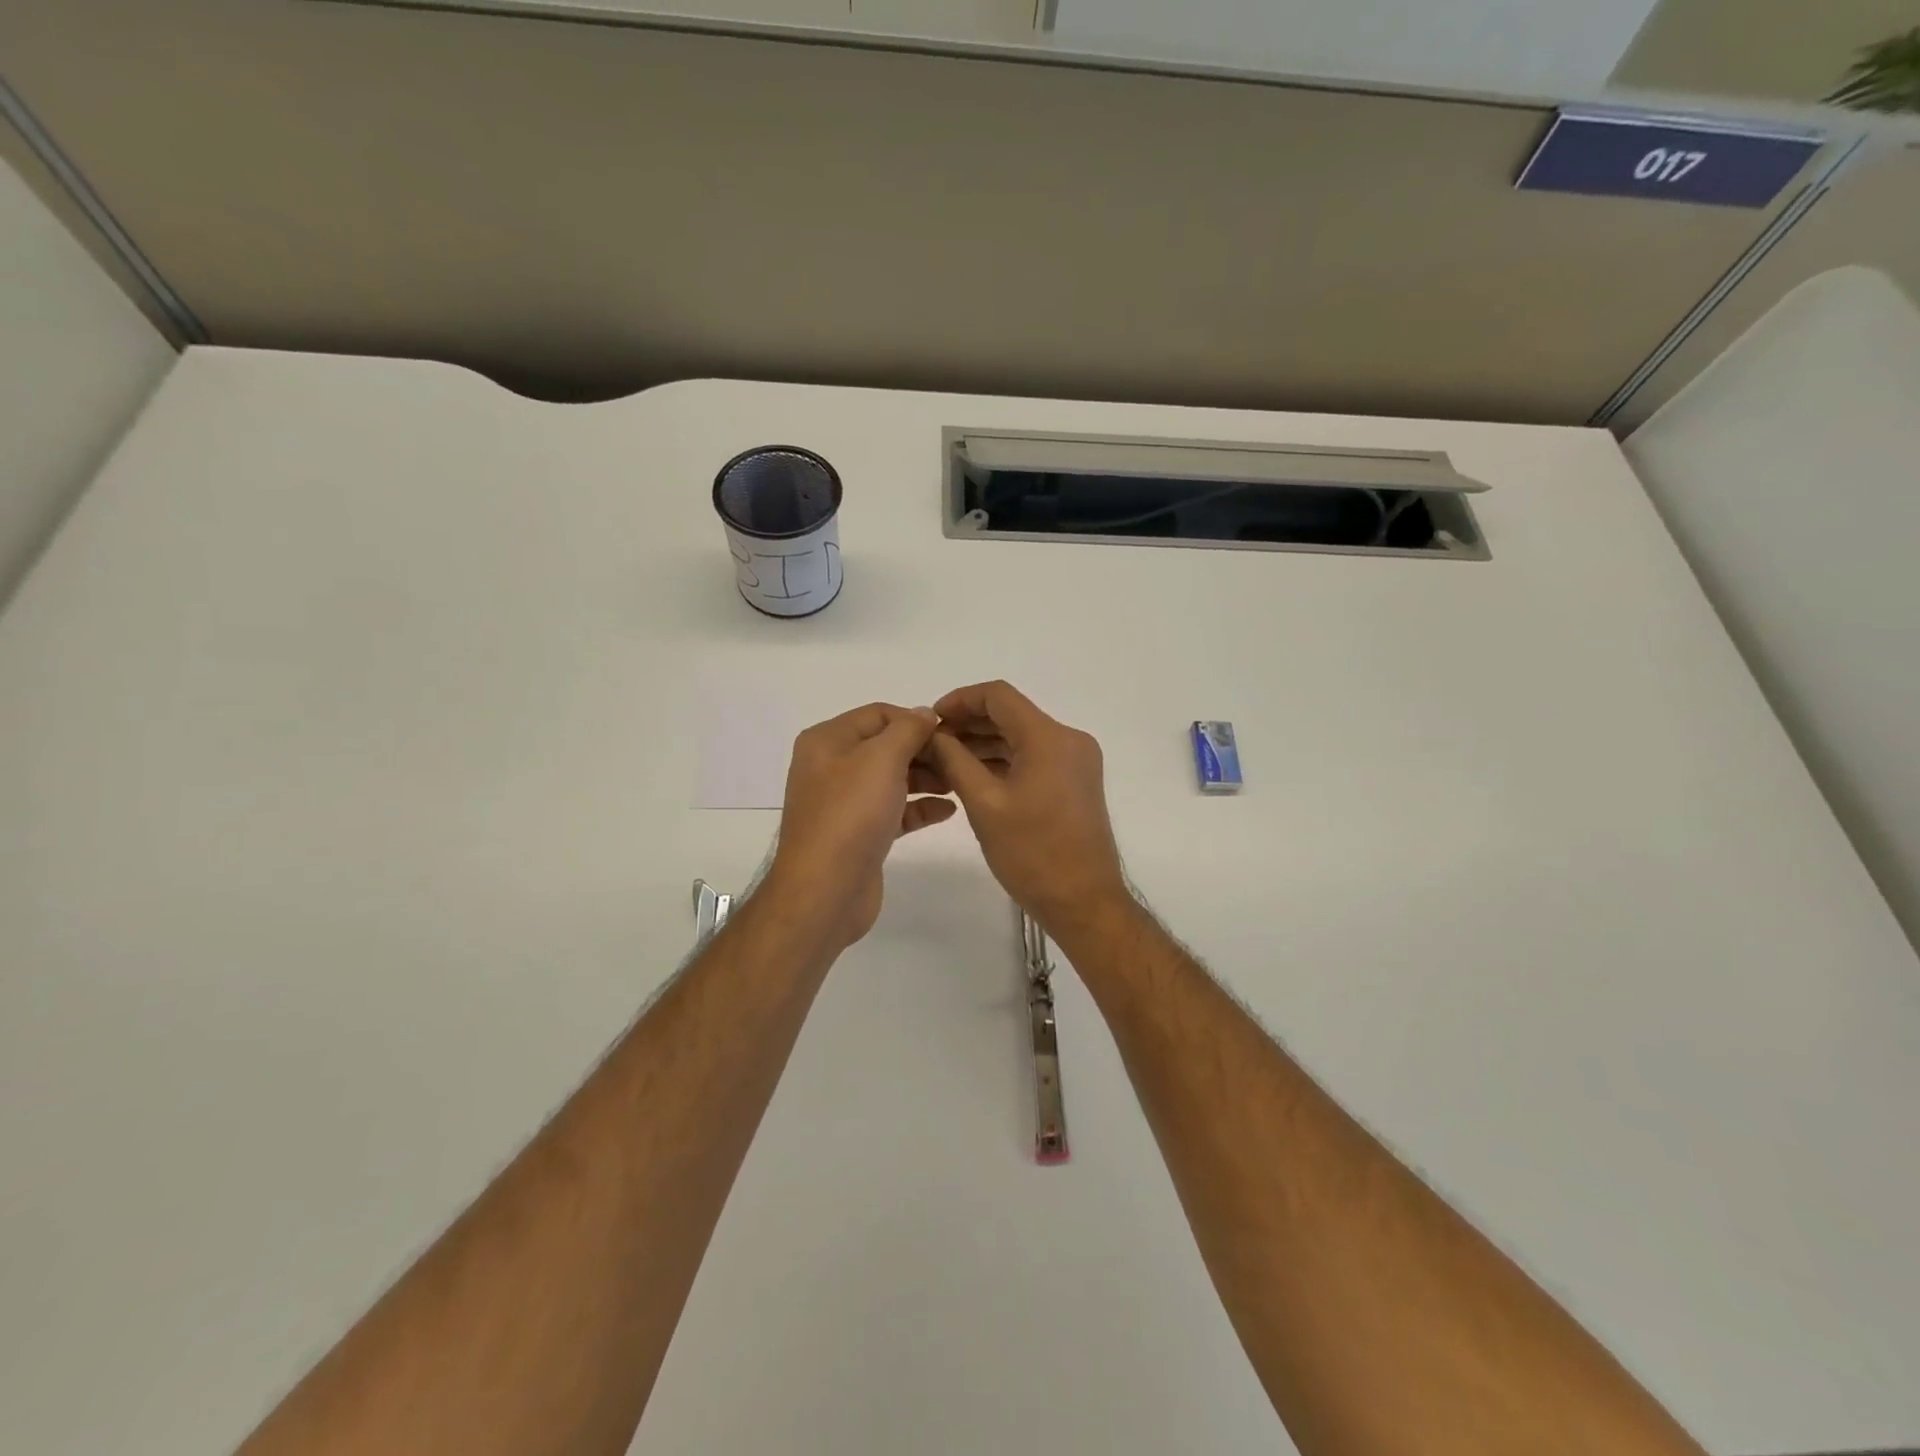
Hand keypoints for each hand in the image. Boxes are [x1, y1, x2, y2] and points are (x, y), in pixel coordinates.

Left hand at [765, 703, 956, 948]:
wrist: (826, 890)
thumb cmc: (851, 814)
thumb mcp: (881, 759)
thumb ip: (908, 730)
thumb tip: (925, 713)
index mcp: (827, 740)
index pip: (878, 714)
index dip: (915, 719)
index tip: (950, 733)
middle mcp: (831, 767)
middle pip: (886, 746)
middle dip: (924, 750)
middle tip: (961, 760)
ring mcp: (844, 802)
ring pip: (892, 779)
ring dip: (926, 778)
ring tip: (960, 783)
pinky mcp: (860, 834)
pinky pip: (894, 810)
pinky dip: (919, 807)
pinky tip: (949, 811)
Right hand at [924, 681, 1129, 936]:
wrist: (1083, 901)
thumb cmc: (1031, 853)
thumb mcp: (984, 804)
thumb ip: (954, 760)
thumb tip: (933, 734)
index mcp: (1049, 738)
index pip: (999, 696)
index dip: (960, 700)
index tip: (931, 719)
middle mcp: (1068, 740)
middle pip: (1011, 715)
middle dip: (969, 723)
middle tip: (931, 742)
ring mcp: (1075, 761)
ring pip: (1021, 737)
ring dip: (984, 743)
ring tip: (944, 760)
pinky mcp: (1074, 781)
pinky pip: (1033, 757)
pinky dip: (1003, 761)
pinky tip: (972, 775)